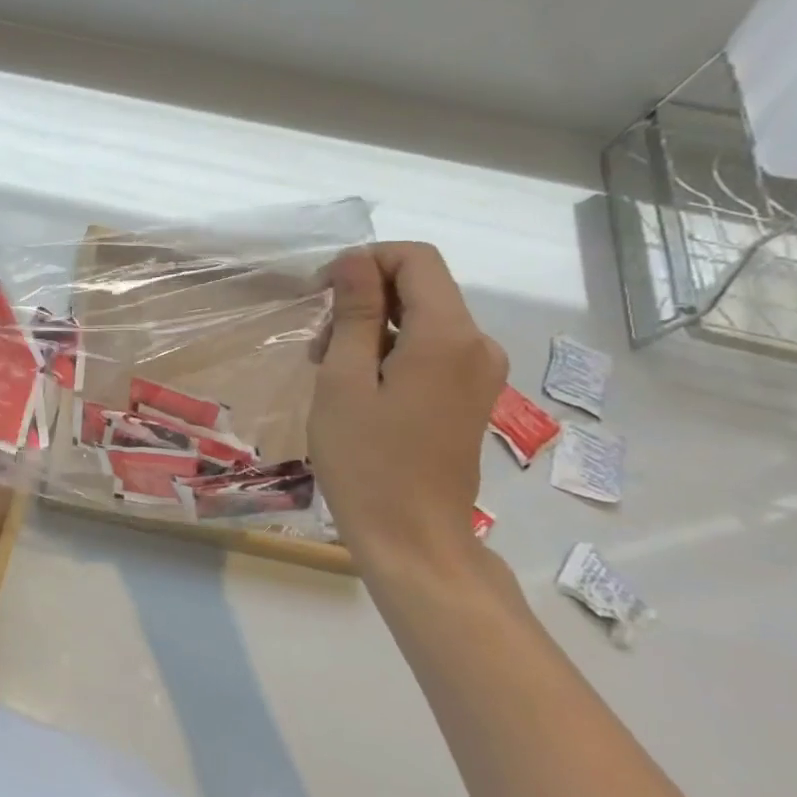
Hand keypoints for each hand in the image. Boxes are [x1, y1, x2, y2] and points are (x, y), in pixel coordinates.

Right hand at [308, 243, 507, 580]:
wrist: (412, 537)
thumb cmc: (366, 459)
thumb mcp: (343, 380)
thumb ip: (354, 313)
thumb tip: (355, 260)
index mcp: (448, 336)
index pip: (416, 259)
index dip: (366, 261)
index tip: (322, 293)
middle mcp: (477, 344)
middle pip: (421, 287)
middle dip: (365, 298)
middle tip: (317, 342)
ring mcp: (479, 372)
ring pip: (423, 319)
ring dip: (373, 328)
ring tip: (329, 369)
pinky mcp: (471, 395)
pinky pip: (432, 350)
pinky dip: (392, 352)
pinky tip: (358, 386)